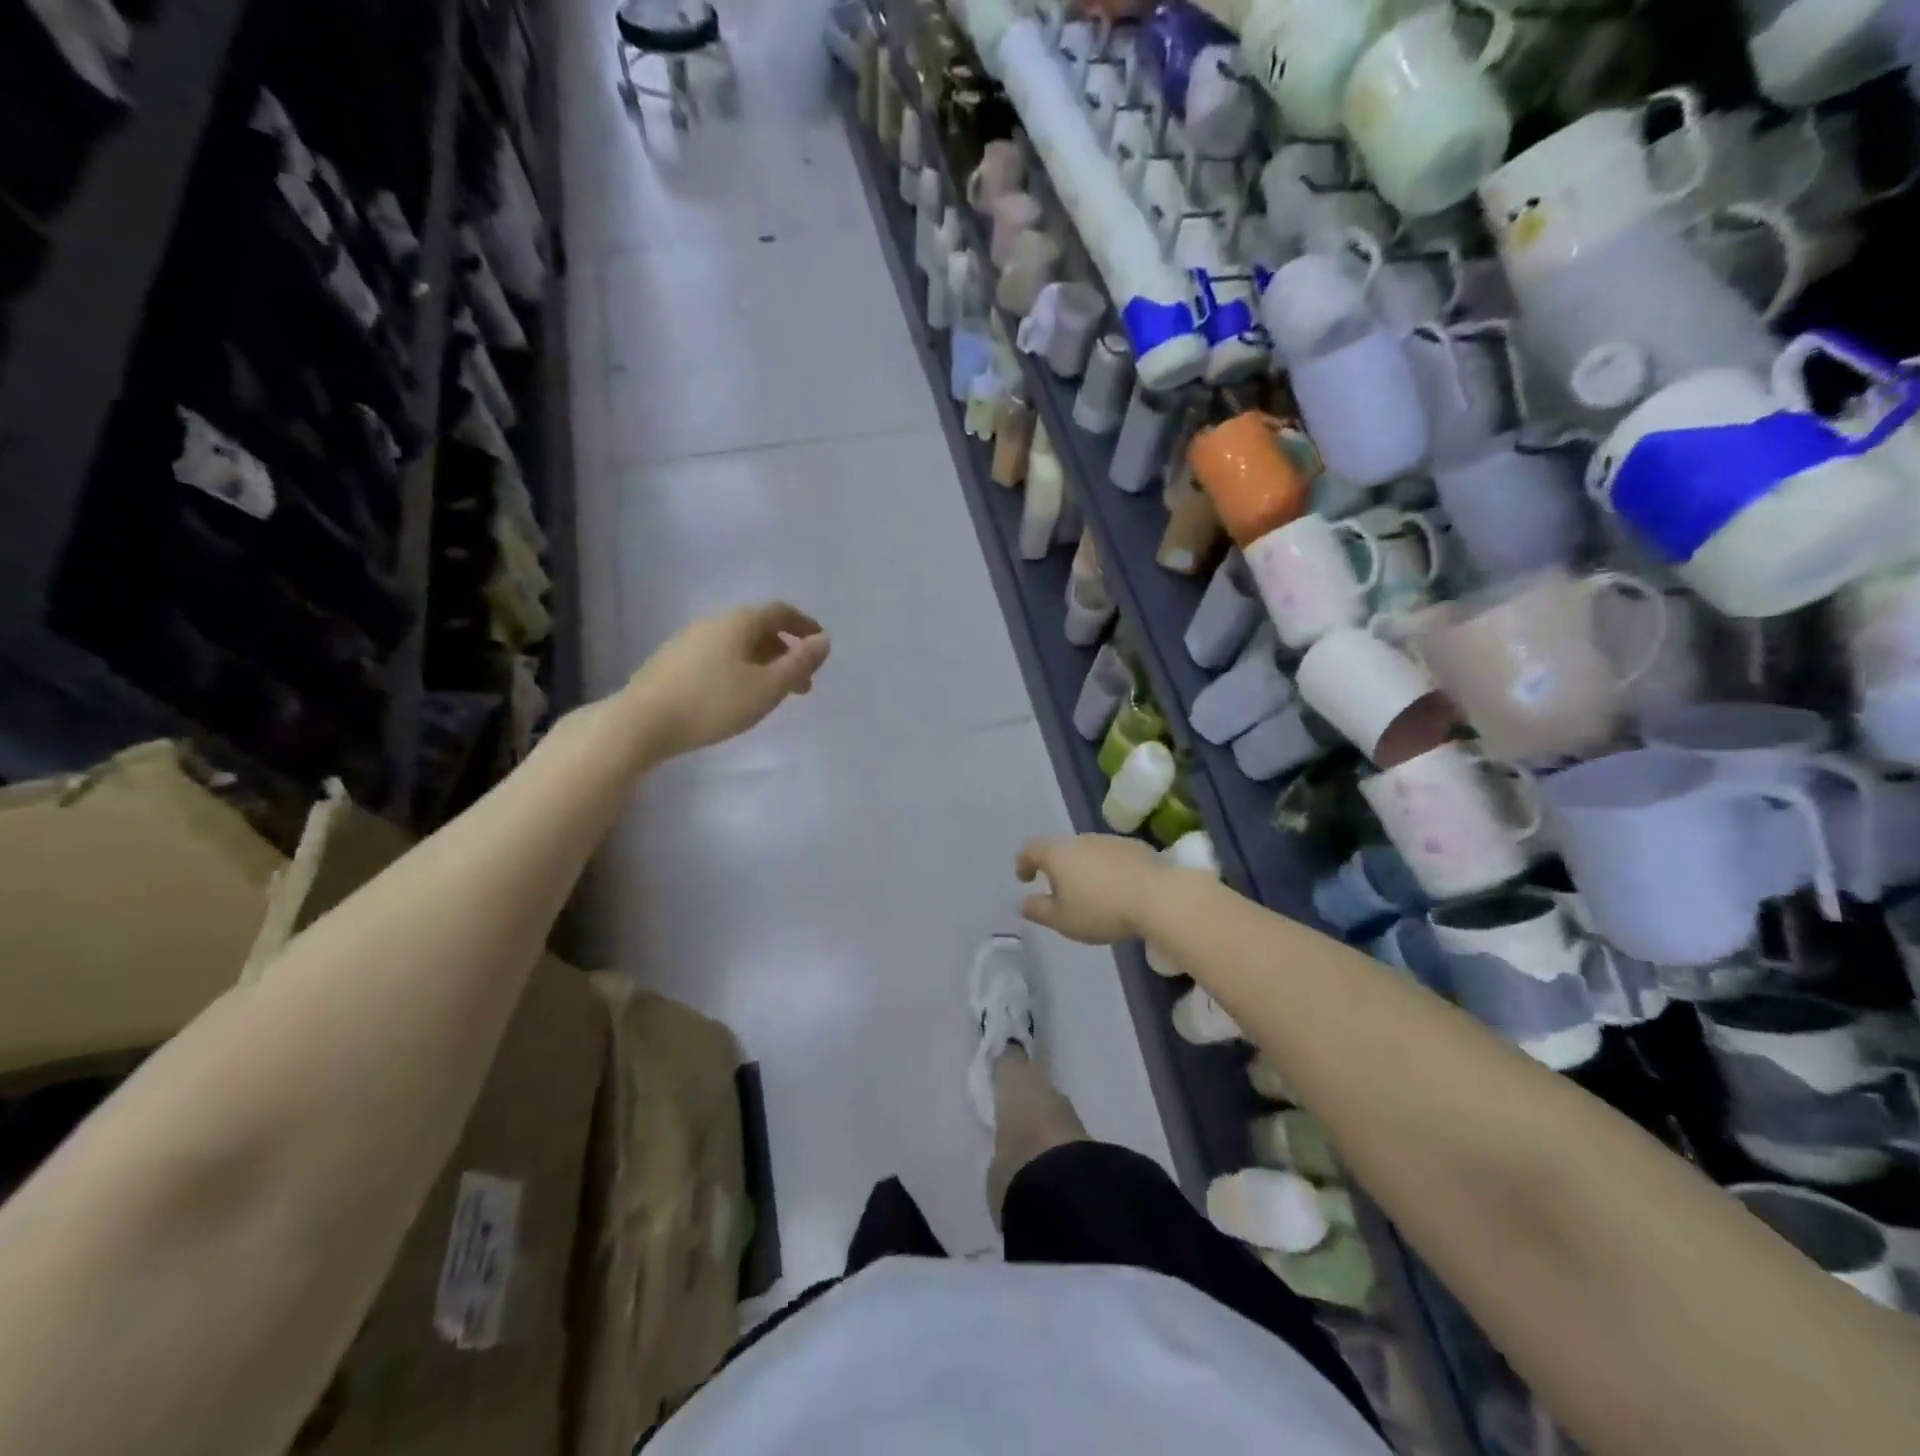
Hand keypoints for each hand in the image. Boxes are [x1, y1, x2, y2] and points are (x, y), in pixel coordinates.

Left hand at [625, 603, 830, 759]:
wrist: (642, 722)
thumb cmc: (713, 702)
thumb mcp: (767, 688)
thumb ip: (798, 664)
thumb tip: (824, 641)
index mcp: (739, 622)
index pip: (780, 611)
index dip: (804, 625)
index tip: (820, 644)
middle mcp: (713, 622)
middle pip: (758, 628)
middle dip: (785, 651)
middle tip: (802, 683)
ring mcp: (689, 640)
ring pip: (737, 644)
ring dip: (762, 663)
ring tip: (772, 694)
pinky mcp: (672, 661)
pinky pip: (718, 656)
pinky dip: (739, 668)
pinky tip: (737, 695)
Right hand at [1015, 834, 1165, 944]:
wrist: (1157, 896)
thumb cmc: (1100, 909)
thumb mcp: (1062, 920)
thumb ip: (1038, 910)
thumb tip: (1024, 902)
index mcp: (1057, 853)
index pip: (1031, 849)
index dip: (1024, 863)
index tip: (1025, 878)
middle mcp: (1081, 840)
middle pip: (1060, 849)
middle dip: (1056, 867)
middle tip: (1059, 891)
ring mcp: (1109, 840)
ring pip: (1087, 851)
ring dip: (1084, 868)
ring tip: (1091, 892)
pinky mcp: (1135, 846)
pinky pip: (1111, 856)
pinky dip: (1107, 869)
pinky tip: (1117, 889)